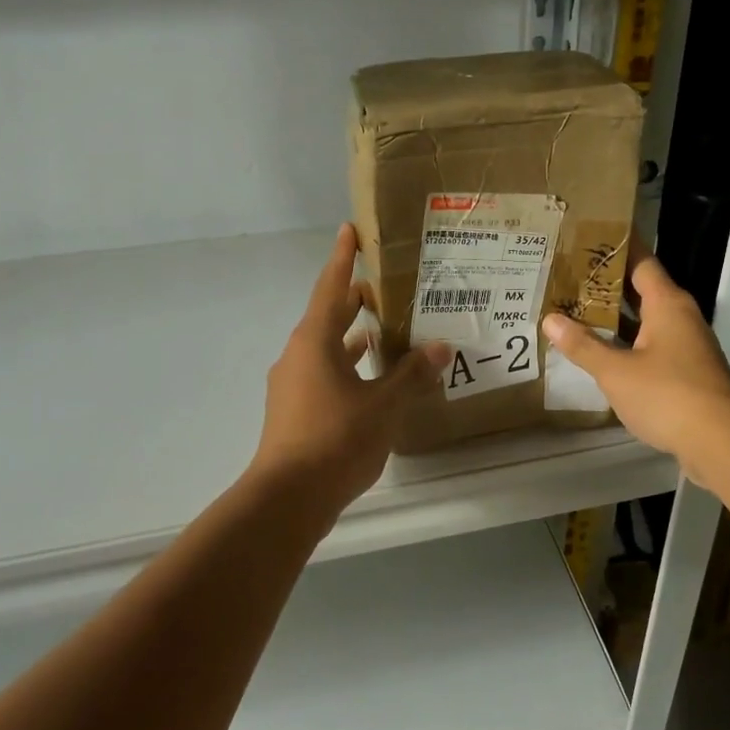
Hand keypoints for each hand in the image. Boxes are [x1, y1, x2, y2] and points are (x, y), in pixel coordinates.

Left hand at [250, 224, 448, 514]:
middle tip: (384, 285)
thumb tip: (440, 347)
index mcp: (314, 342)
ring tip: (383, 329)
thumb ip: (411, 374)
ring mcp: (293, 385)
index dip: (343, 258)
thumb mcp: (383, 405)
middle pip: (327, 316)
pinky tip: (370, 379)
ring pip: (326, 349)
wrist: (288, 498)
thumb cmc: (336, 439)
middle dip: (353, 300)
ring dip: (351, 337)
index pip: (331, 288)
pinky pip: (324, 375)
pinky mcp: (295, 412)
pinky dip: (347, 368)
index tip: (349, 230)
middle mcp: (298, 356)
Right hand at [542, 246, 729, 479]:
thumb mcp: (616, 371)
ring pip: (644, 321)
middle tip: (566, 276)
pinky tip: (598, 352)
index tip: (586, 236)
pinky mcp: (685, 372)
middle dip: (606, 284)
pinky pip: (649, 346)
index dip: (616, 247)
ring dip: (613, 317)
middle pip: (640, 290)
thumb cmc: (668, 395)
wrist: (721, 443)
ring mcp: (685, 345)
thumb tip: (550, 319)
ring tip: (573, 310)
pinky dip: (625, 344)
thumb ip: (583, 345)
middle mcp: (679, 316)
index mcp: (667, 303)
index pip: (641, 261)